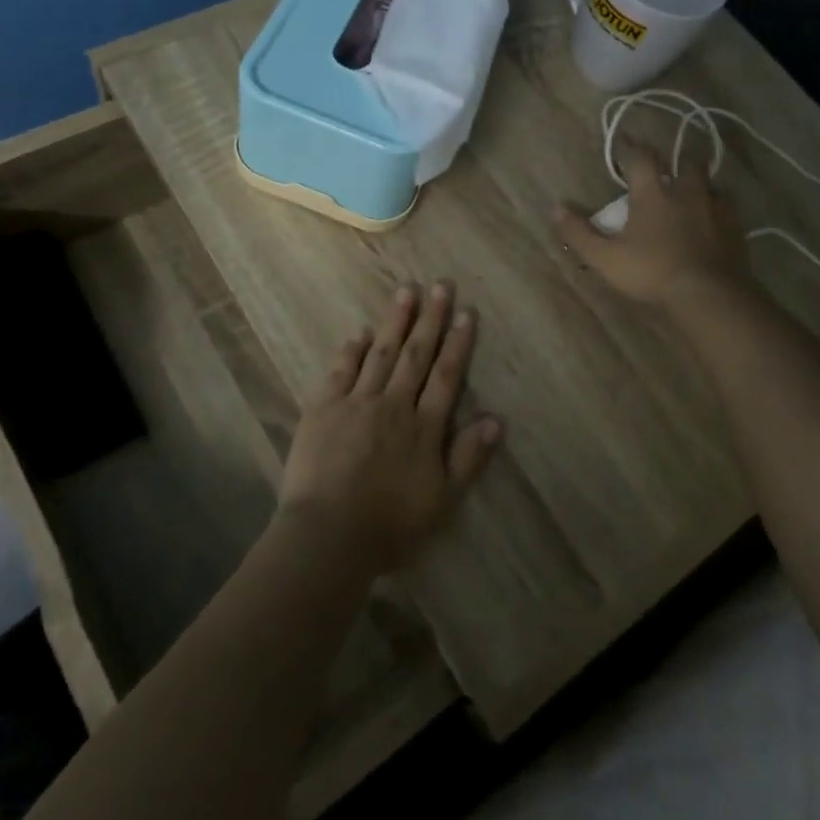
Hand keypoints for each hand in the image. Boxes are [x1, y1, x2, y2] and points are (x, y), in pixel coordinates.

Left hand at [277, 281, 500, 574]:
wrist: (328, 534)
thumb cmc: (390, 525)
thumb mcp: (442, 500)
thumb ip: (468, 458)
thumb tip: (496, 419)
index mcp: (423, 427)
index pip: (445, 376)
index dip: (457, 343)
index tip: (465, 313)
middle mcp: (393, 404)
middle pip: (415, 355)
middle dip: (430, 319)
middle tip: (440, 285)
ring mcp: (356, 403)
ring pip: (380, 354)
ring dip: (394, 322)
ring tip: (406, 291)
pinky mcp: (323, 408)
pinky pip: (341, 371)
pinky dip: (351, 350)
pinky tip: (359, 332)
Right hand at [551, 146, 750, 308]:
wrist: (708, 294)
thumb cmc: (652, 271)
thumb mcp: (605, 257)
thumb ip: (579, 233)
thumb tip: (556, 209)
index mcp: (653, 193)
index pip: (641, 158)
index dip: (631, 148)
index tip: (625, 143)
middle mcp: (686, 191)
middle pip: (686, 162)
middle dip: (676, 160)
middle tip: (667, 168)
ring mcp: (716, 208)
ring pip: (711, 184)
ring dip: (700, 184)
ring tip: (692, 194)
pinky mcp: (736, 228)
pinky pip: (728, 209)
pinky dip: (719, 209)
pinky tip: (713, 221)